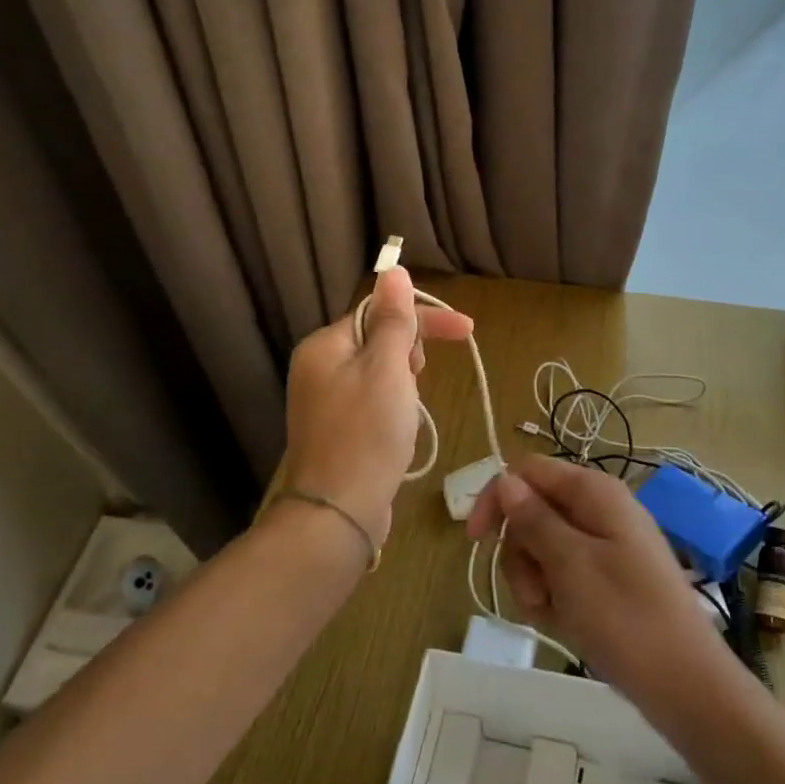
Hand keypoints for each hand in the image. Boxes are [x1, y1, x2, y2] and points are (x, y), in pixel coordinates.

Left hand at [281, 266, 473, 548]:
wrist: (338, 515)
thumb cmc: (367, 434)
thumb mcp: (388, 368)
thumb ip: (393, 319)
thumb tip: (393, 269)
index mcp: (324, 345)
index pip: (380, 312)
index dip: (424, 318)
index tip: (467, 329)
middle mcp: (317, 368)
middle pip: (377, 339)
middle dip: (410, 353)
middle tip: (419, 379)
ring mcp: (324, 402)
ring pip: (379, 372)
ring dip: (405, 382)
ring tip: (410, 411)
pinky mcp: (335, 431)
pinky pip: (372, 400)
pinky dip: (393, 406)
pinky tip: (401, 429)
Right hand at [466, 458, 729, 703]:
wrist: (686, 686)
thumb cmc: (626, 617)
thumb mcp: (570, 565)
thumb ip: (534, 519)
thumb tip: (506, 480)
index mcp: (593, 492)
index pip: (528, 472)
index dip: (497, 498)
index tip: (475, 541)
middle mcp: (598, 510)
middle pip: (532, 512)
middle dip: (520, 554)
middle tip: (535, 593)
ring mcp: (604, 546)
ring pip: (542, 548)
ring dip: (534, 582)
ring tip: (552, 615)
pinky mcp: (607, 579)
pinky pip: (563, 576)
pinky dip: (554, 598)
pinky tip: (565, 624)